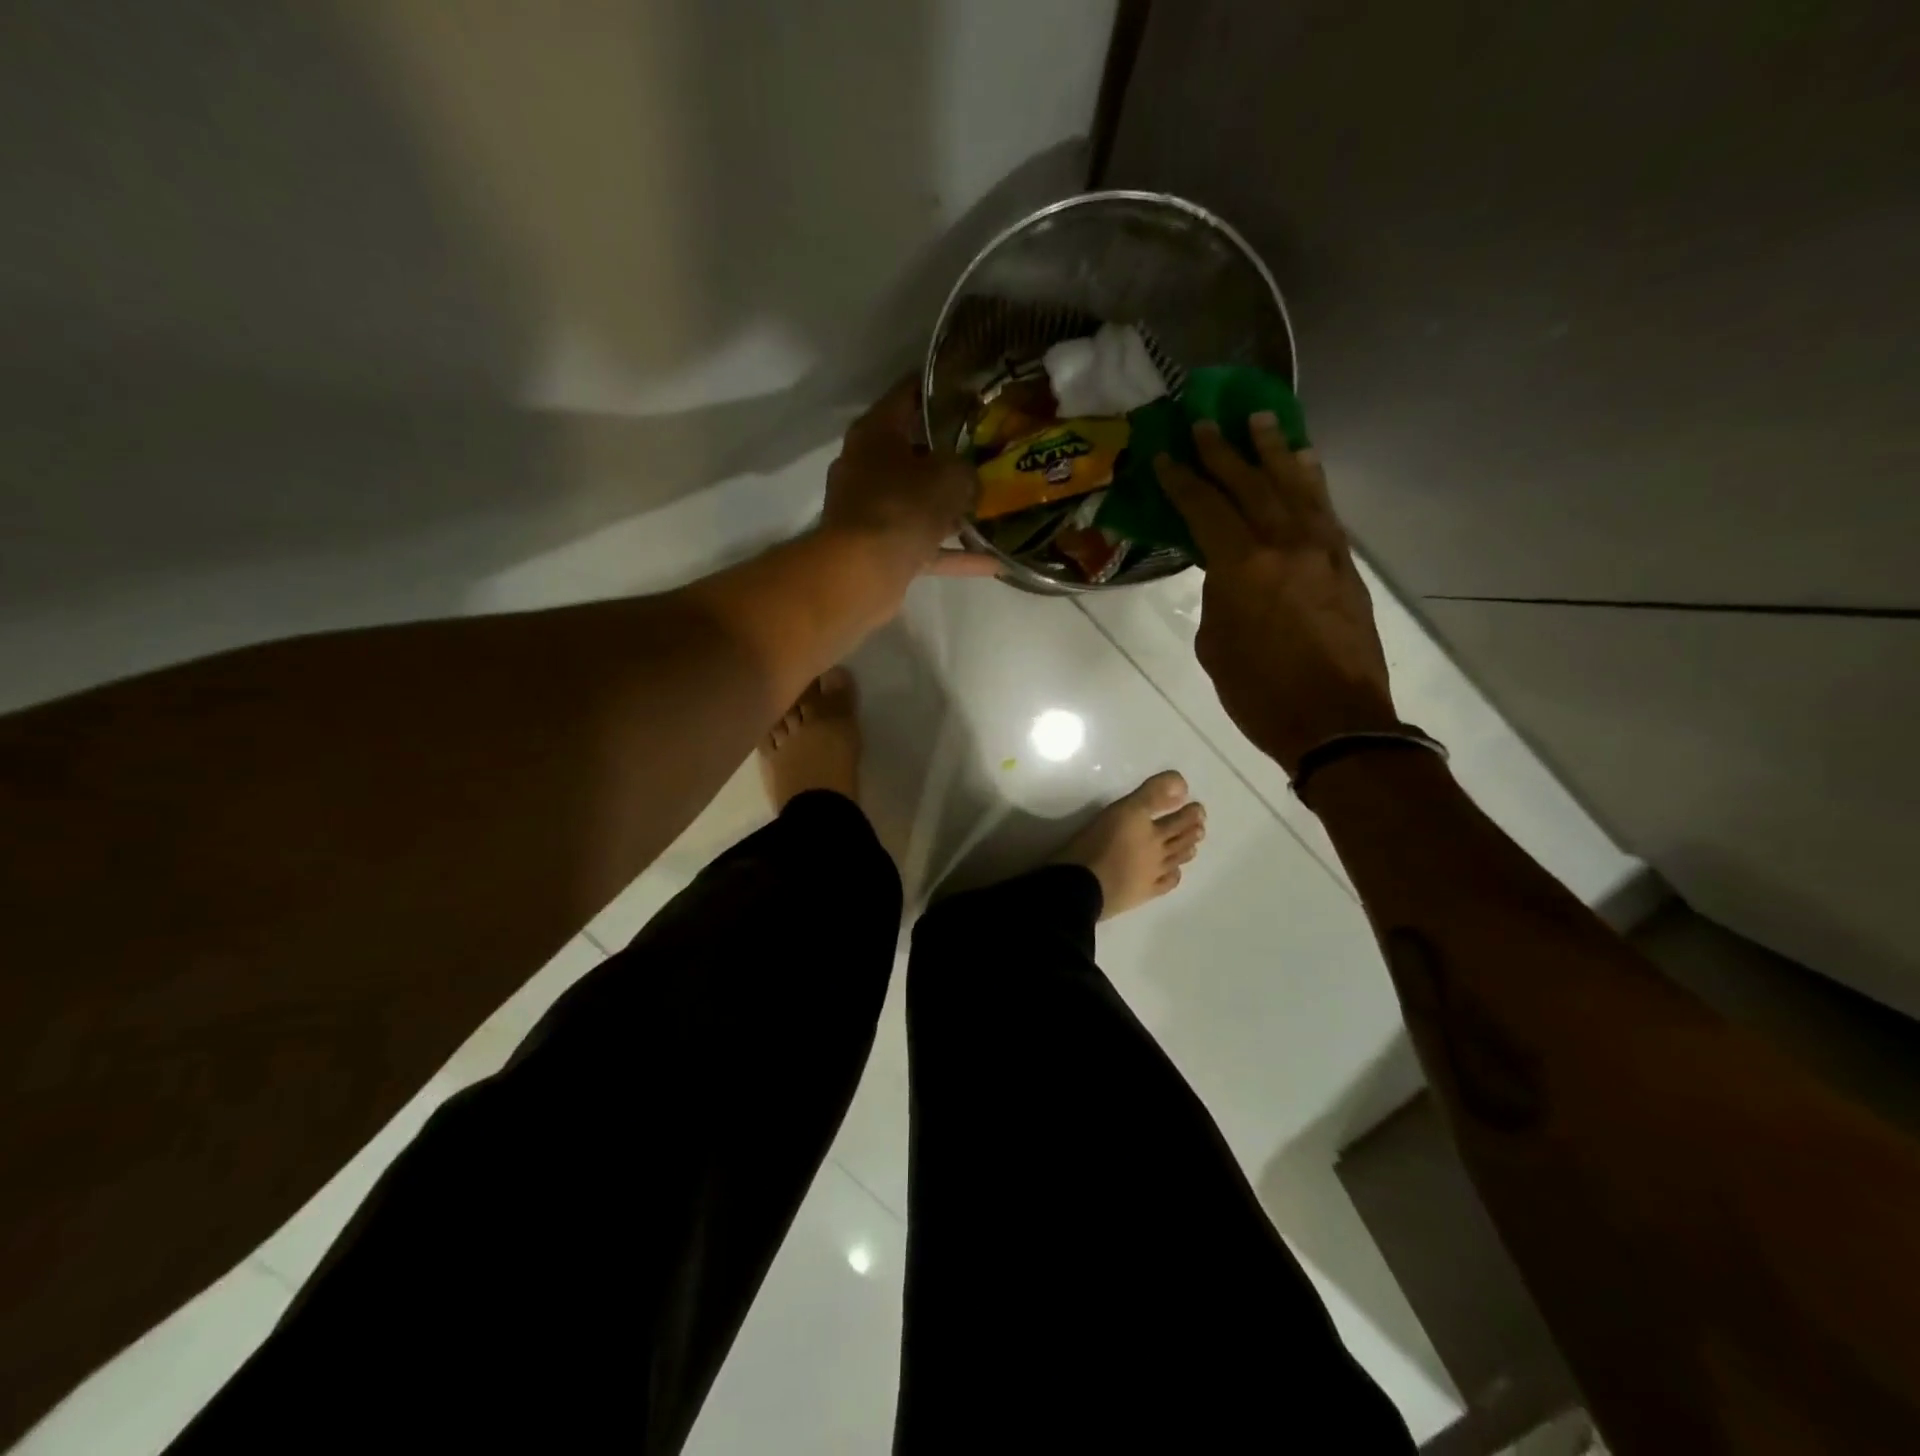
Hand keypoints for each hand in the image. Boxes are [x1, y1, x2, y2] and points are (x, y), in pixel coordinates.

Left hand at [823, 378, 997, 577]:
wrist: (861, 572)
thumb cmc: (902, 506)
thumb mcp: (950, 476)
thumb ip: (967, 470)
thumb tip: (970, 479)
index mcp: (875, 433)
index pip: (907, 395)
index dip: (939, 387)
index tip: (970, 386)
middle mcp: (867, 467)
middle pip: (913, 453)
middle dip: (950, 455)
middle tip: (989, 451)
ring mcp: (871, 511)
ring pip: (919, 503)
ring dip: (952, 509)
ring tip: (993, 507)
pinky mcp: (879, 550)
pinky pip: (923, 545)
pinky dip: (952, 552)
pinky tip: (991, 561)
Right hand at [1156, 414, 1397, 773]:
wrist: (1337, 722)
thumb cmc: (1260, 694)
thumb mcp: (1216, 646)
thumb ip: (1217, 598)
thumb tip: (1225, 574)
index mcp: (1242, 567)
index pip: (1206, 508)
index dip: (1182, 480)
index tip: (1165, 456)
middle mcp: (1284, 544)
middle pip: (1250, 484)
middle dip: (1223, 452)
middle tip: (1205, 422)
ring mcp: (1322, 549)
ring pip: (1294, 485)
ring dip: (1272, 451)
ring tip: (1258, 420)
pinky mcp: (1345, 564)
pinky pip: (1324, 508)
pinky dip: (1310, 480)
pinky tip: (1303, 462)